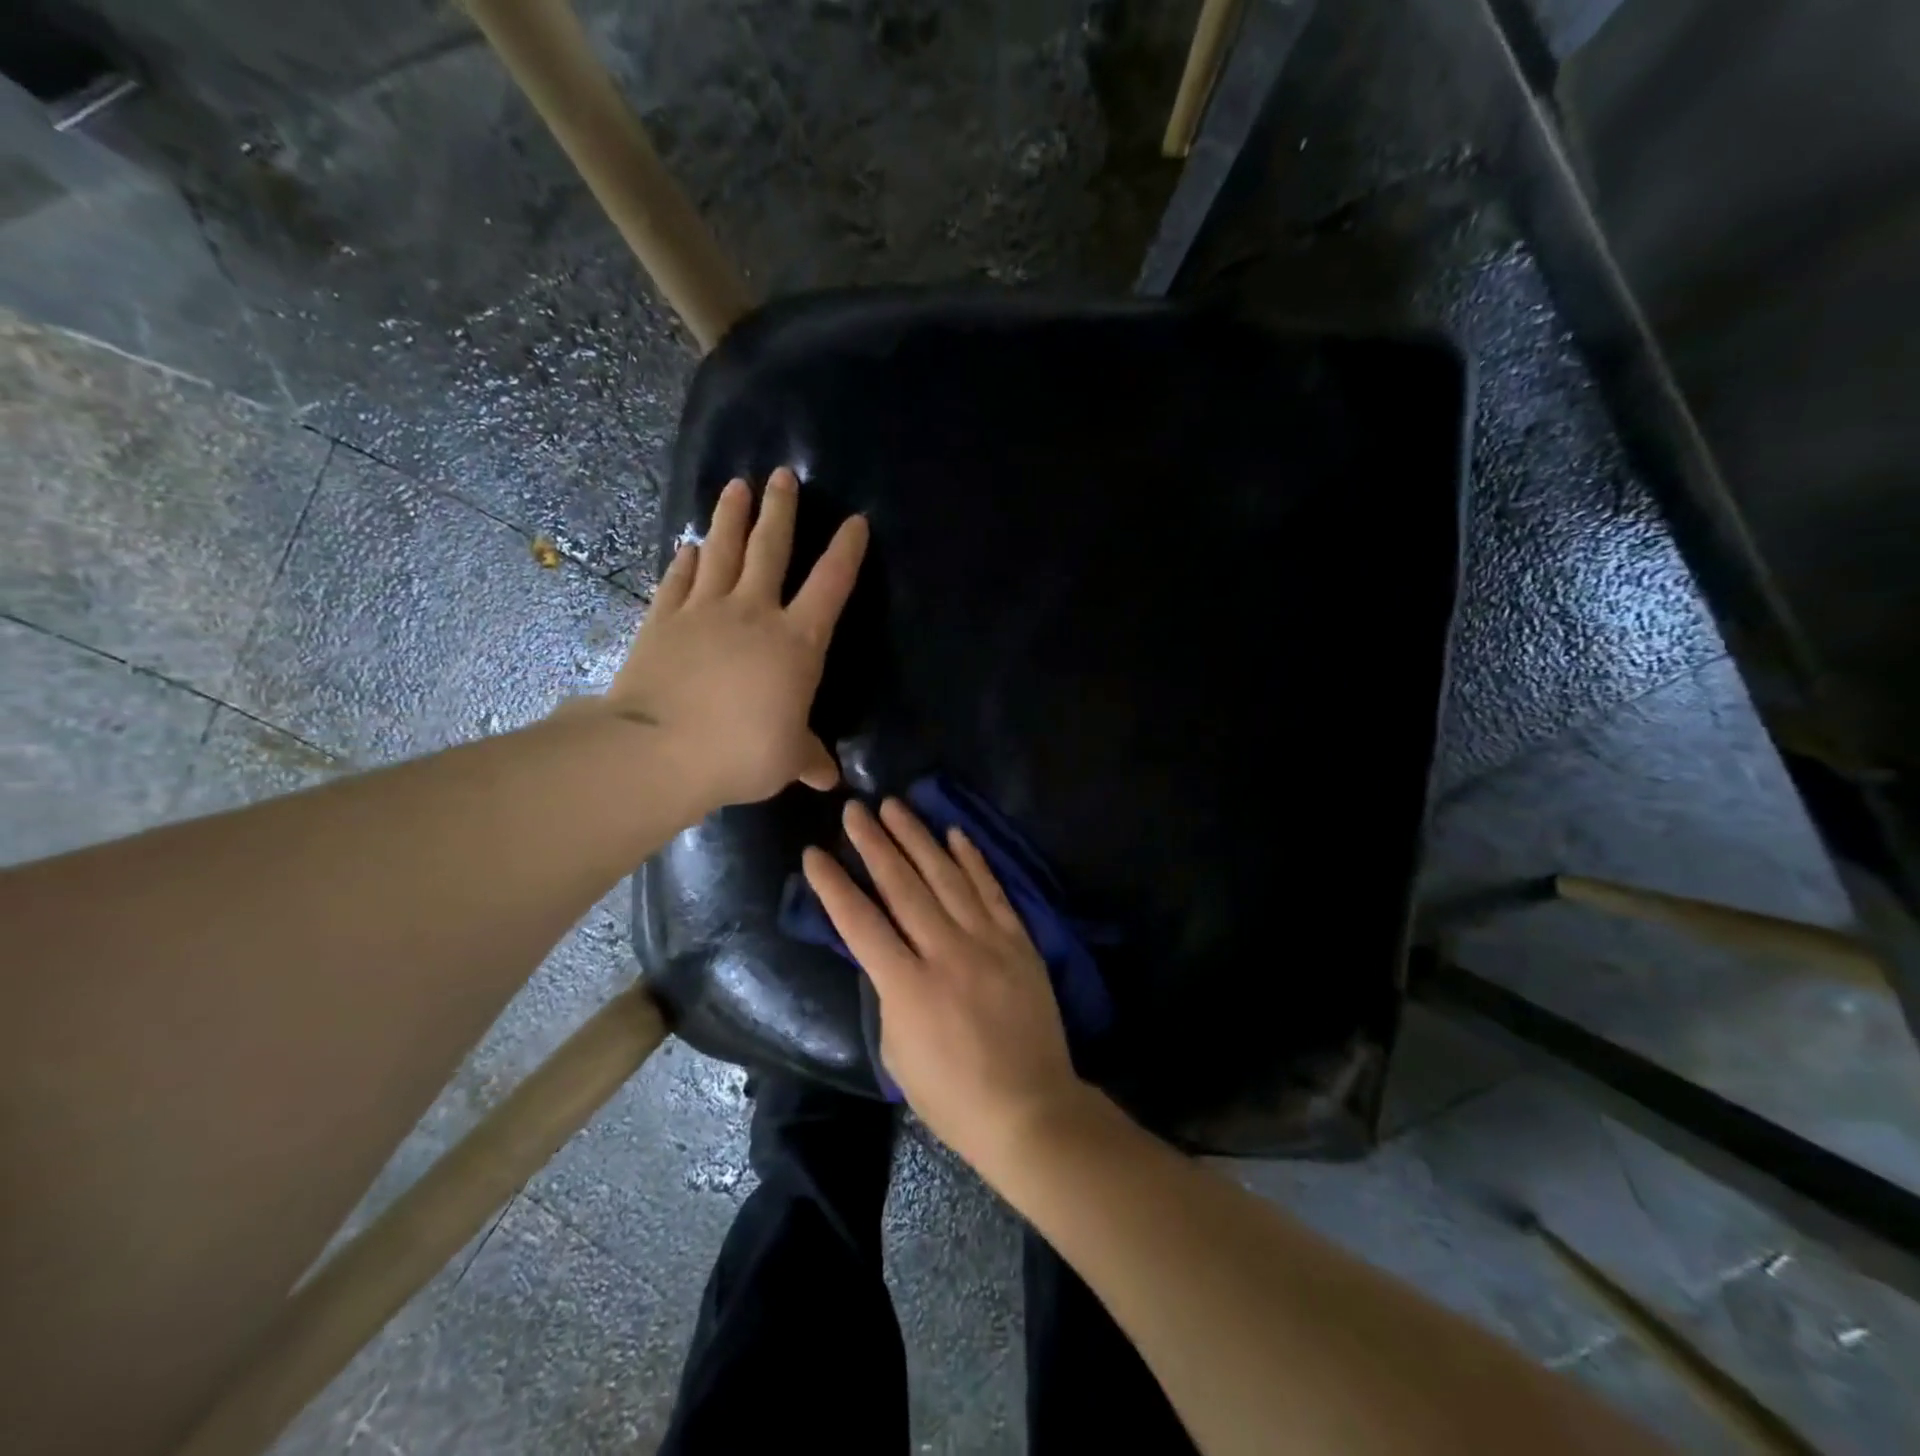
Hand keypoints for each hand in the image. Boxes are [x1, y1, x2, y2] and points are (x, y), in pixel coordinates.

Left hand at [608, 468, 868, 810]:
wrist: (660, 750)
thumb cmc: (741, 752)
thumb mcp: (786, 760)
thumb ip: (809, 759)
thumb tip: (830, 779)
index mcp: (796, 642)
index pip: (830, 586)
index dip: (846, 552)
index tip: (855, 520)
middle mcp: (754, 613)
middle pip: (770, 549)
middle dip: (780, 509)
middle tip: (781, 475)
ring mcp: (704, 611)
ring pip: (722, 551)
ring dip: (730, 517)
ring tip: (735, 486)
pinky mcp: (663, 619)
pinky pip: (678, 580)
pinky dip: (685, 561)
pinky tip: (688, 547)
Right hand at [802, 798, 1090, 1174]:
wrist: (1029, 1108)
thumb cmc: (952, 1095)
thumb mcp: (897, 1052)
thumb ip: (888, 994)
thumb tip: (887, 954)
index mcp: (907, 986)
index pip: (859, 923)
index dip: (832, 885)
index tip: (814, 853)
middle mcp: (945, 952)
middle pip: (902, 886)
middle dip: (874, 843)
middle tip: (854, 809)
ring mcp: (987, 941)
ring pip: (946, 876)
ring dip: (918, 837)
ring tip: (896, 805)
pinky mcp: (1018, 940)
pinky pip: (992, 890)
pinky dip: (973, 859)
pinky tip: (955, 833)